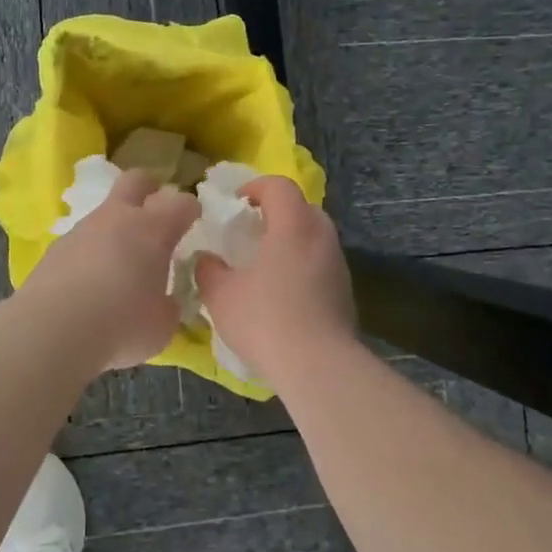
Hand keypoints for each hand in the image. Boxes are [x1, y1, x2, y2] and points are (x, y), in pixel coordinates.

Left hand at [17, 168, 200, 371]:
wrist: (53, 329)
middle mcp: (118, 218)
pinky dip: (91, 252)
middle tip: (156, 210)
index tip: (194, 223)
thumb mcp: (161, 325)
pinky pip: (82, 240)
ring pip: (105, 212)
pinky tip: (90, 281)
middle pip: (136, 180)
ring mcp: (83, 229)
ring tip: (120, 261)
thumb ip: (168, 307)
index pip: (182, 203)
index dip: (190, 210)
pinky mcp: (56, 248)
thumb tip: (165, 302)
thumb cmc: (121, 324)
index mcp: (154, 229)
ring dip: (116, 227)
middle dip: (150, 189)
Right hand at [196, 176, 355, 383]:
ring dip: (291, 242)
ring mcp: (338, 265)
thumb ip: (208, 270)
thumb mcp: (221, 295)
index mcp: (293, 226)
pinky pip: (321, 265)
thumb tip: (206, 259)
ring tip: (265, 265)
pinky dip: (302, 267)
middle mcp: (321, 237)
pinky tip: (283, 294)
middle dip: (277, 213)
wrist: (318, 366)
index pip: (279, 186)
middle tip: (252, 232)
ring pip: (314, 238)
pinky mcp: (345, 292)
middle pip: (302, 208)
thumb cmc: (265, 319)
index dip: (256, 187)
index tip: (236, 203)